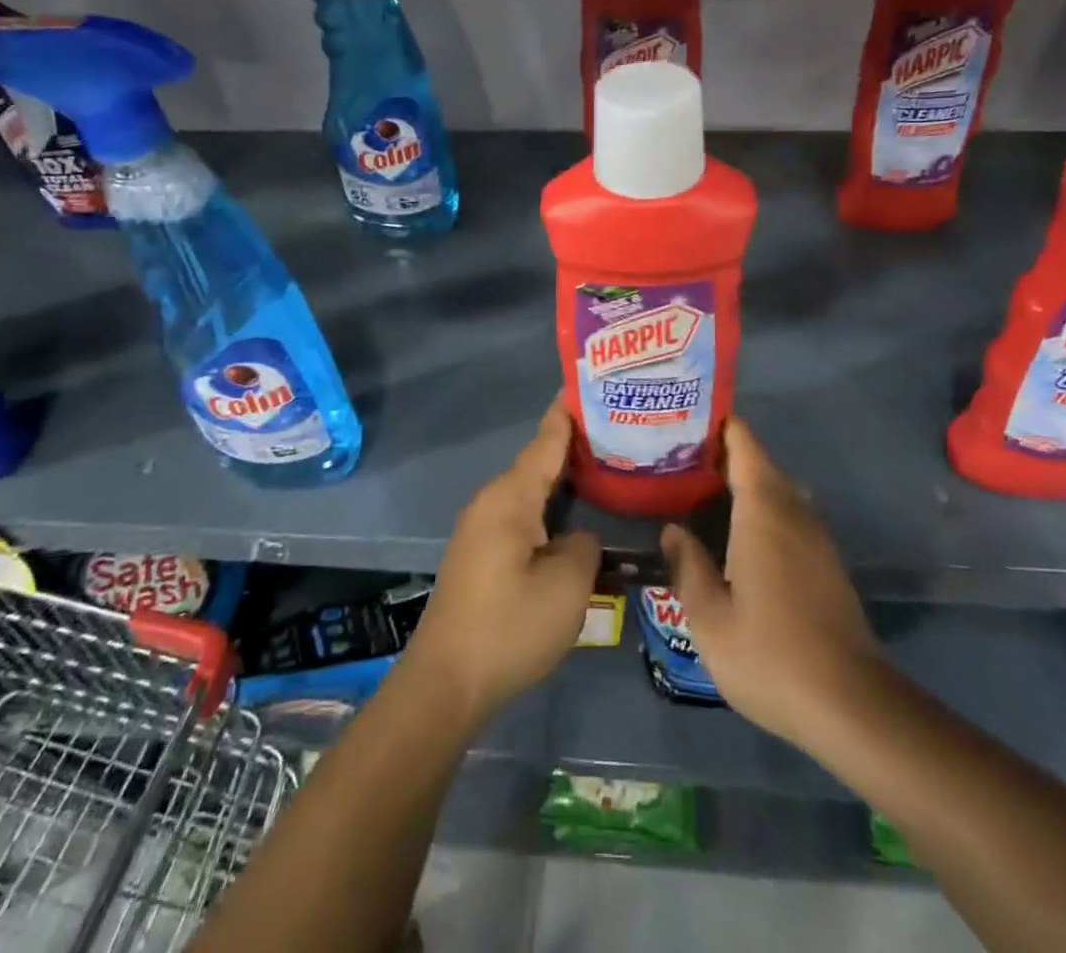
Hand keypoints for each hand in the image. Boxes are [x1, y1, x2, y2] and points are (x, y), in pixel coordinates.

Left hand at [405, 402, 600, 726]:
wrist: (446, 682)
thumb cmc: (510, 626)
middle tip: (619, 431)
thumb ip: (584, 546)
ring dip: (563, 479)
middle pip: (539, 462)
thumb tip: (578, 537)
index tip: (589, 383)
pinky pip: (522, 514)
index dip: (568, 413)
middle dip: (575, 446)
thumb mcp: (566, 586)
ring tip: (605, 469)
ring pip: (531, 491)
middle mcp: (492, 502)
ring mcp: (483, 528)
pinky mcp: (482, 554)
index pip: (546, 441)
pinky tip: (574, 517)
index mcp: (511, 497)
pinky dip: (550, 507)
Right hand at [661, 418, 886, 749]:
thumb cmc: (771, 655)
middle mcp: (794, 512)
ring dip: (743, 483)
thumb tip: (674, 530)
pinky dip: (761, 509)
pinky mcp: (826, 563)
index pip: (745, 445)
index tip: (686, 419)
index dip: (719, 426)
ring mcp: (816, 538)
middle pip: (760, 464)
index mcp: (764, 511)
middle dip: (723, 455)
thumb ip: (688, 566)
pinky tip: (735, 535)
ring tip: (700, 492)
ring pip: (777, 490)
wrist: (851, 705)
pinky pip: (789, 515)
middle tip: (678, 460)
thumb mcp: (710, 618)